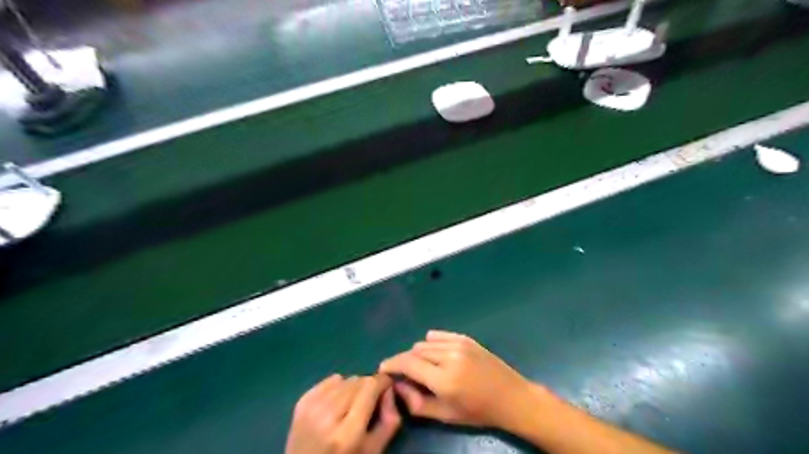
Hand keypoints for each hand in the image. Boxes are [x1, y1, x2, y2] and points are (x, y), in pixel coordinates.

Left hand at [285, 374, 400, 451]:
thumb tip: (389, 389)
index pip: (370, 387)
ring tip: (352, 404)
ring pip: (345, 379)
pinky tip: (337, 402)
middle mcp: (328, 417)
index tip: (387, 386)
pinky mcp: (301, 402)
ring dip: (353, 387)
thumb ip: (390, 420)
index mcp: (348, 433)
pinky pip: (329, 380)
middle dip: (368, 387)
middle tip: (369, 401)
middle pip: (358, 381)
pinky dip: (338, 386)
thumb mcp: (374, 450)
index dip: (383, 382)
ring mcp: (311, 408)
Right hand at [381, 330, 535, 429]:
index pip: (408, 364)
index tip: (383, 369)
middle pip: (414, 351)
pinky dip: (430, 343)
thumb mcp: (446, 415)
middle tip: (403, 373)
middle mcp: (449, 356)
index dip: (392, 364)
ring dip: (417, 354)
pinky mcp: (465, 338)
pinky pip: (438, 336)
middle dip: (404, 361)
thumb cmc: (478, 411)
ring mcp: (458, 344)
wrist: (511, 397)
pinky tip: (433, 354)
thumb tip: (398, 385)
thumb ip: (417, 403)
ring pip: (424, 343)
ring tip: (422, 367)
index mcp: (444, 379)